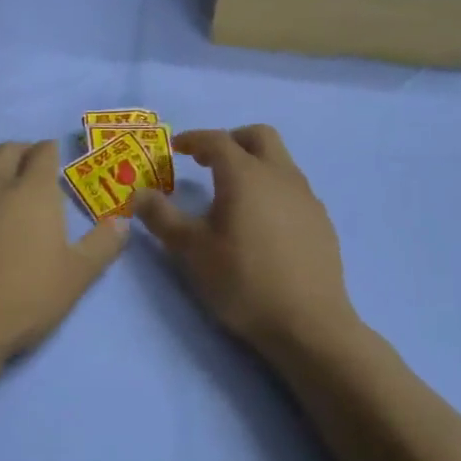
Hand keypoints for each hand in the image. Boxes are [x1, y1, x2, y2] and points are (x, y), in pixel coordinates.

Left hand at [0, 141, 129, 361]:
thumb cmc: (23, 299)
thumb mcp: (76, 277)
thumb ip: (102, 246)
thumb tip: (123, 222)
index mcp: (31, 192)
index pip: (42, 153)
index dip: (50, 150)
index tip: (54, 154)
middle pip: (5, 151)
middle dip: (20, 149)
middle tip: (28, 160)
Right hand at [136, 126, 356, 354]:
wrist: (308, 324)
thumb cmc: (242, 281)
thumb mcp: (190, 250)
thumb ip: (162, 217)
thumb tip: (140, 194)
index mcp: (245, 175)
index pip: (216, 140)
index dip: (193, 139)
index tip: (176, 148)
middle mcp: (280, 176)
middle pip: (259, 136)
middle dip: (231, 140)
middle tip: (207, 162)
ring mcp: (307, 198)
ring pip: (280, 162)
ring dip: (253, 165)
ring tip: (231, 196)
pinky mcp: (321, 222)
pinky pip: (292, 189)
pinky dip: (271, 190)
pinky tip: (261, 224)